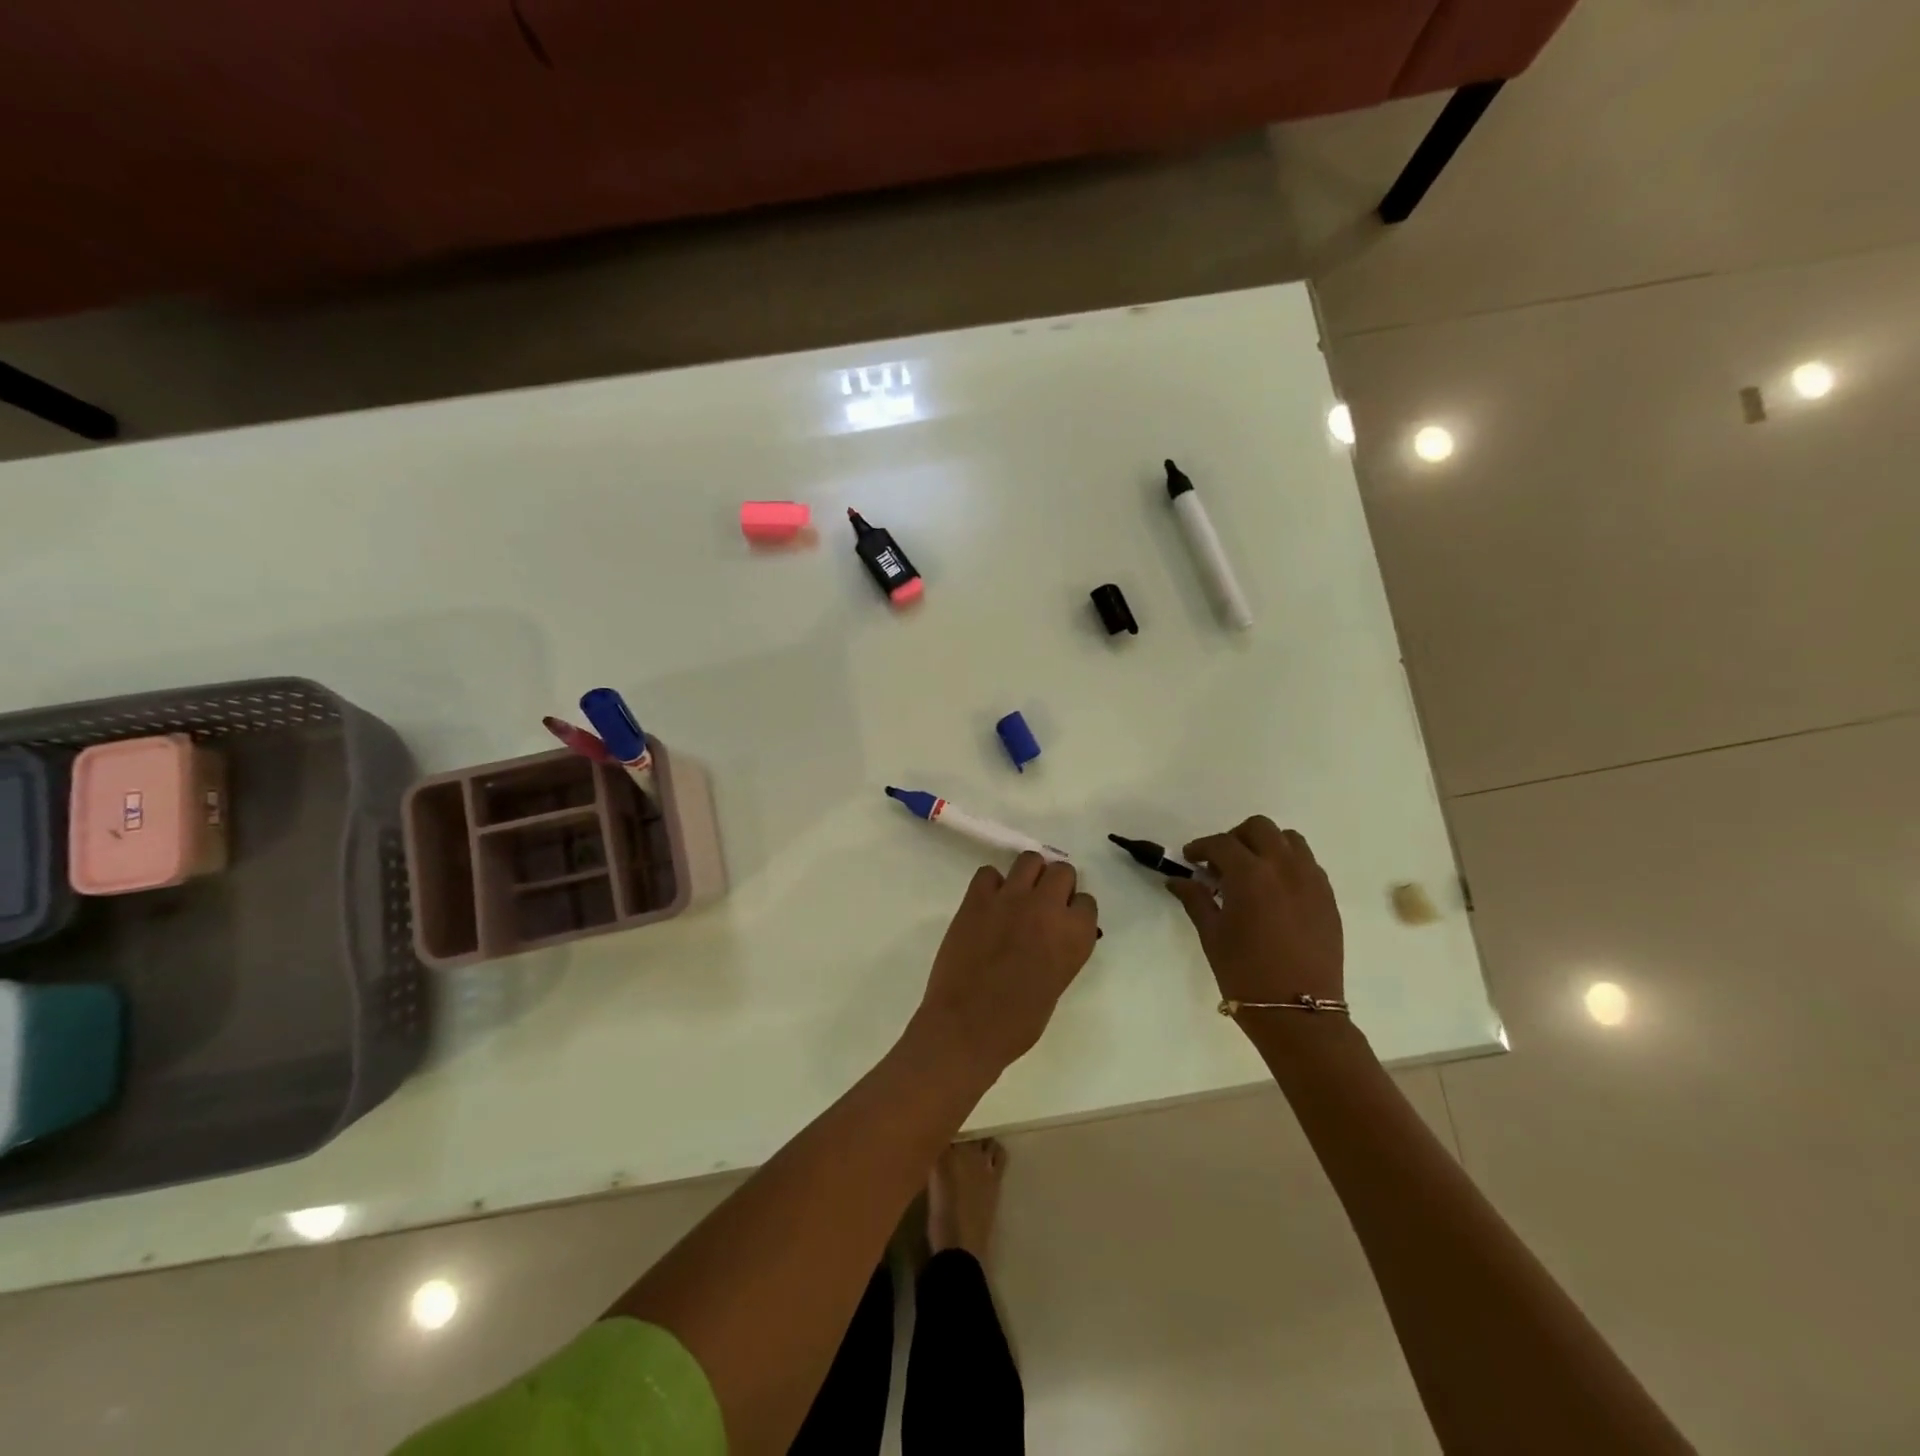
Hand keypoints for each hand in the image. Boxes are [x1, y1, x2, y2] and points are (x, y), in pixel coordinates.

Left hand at [912, 852, 1098, 1079]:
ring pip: (1029, 860)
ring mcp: (1011, 898)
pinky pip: (989, 872)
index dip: (1074, 910)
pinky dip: (991, 884)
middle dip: (1055, 884)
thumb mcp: (1057, 983)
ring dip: (1028, 874)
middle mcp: (1048, 908)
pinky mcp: (977, 898)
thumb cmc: (1018, 1022)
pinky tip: (988, 904)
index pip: (1087, 901)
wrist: (967, 1026)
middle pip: (1062, 871)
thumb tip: (1053, 935)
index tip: (1063, 921)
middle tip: (1042, 904)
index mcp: (1075, 935)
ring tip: (1017, 895)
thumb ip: (1061, 950)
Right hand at [1168, 817, 1343, 1005]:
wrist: (1298, 1012)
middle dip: (1235, 838)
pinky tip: (1275, 891)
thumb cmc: (1245, 973)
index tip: (1190, 859)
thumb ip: (1195, 899)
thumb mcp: (1212, 935)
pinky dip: (1288, 864)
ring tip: (1251, 872)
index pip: (1221, 844)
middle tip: (1221, 863)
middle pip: (1259, 828)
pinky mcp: (1328, 898)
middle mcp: (1284, 868)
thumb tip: (1177, 879)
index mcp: (1250, 875)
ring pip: (1289, 840)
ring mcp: (1311, 881)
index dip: (1201, 847)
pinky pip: (1308, 864)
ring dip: (1266, 846)